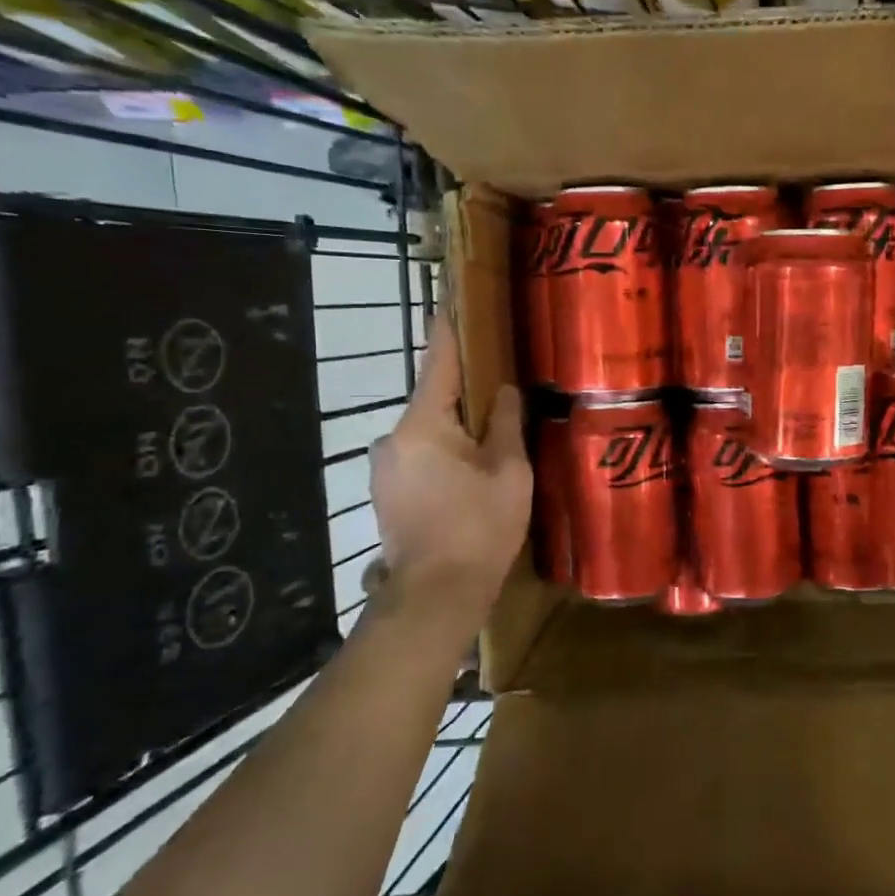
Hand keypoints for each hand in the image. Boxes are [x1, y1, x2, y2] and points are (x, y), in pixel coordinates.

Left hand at [367, 312, 530, 629]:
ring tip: (490, 443)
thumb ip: (504, 424)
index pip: (438, 364)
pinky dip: (444, 454)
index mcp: (423, 425)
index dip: (447, 331)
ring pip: (428, 432)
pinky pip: (421, 456)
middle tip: (499, 393)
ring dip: (455, 430)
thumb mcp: (509, 472)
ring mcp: (385, 467)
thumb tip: (504, 391)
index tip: (448, 300)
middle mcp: (394, 438)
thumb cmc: (480, 528)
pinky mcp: (387, 492)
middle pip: (434, 401)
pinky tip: (469, 474)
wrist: (436, 595)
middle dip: (464, 395)